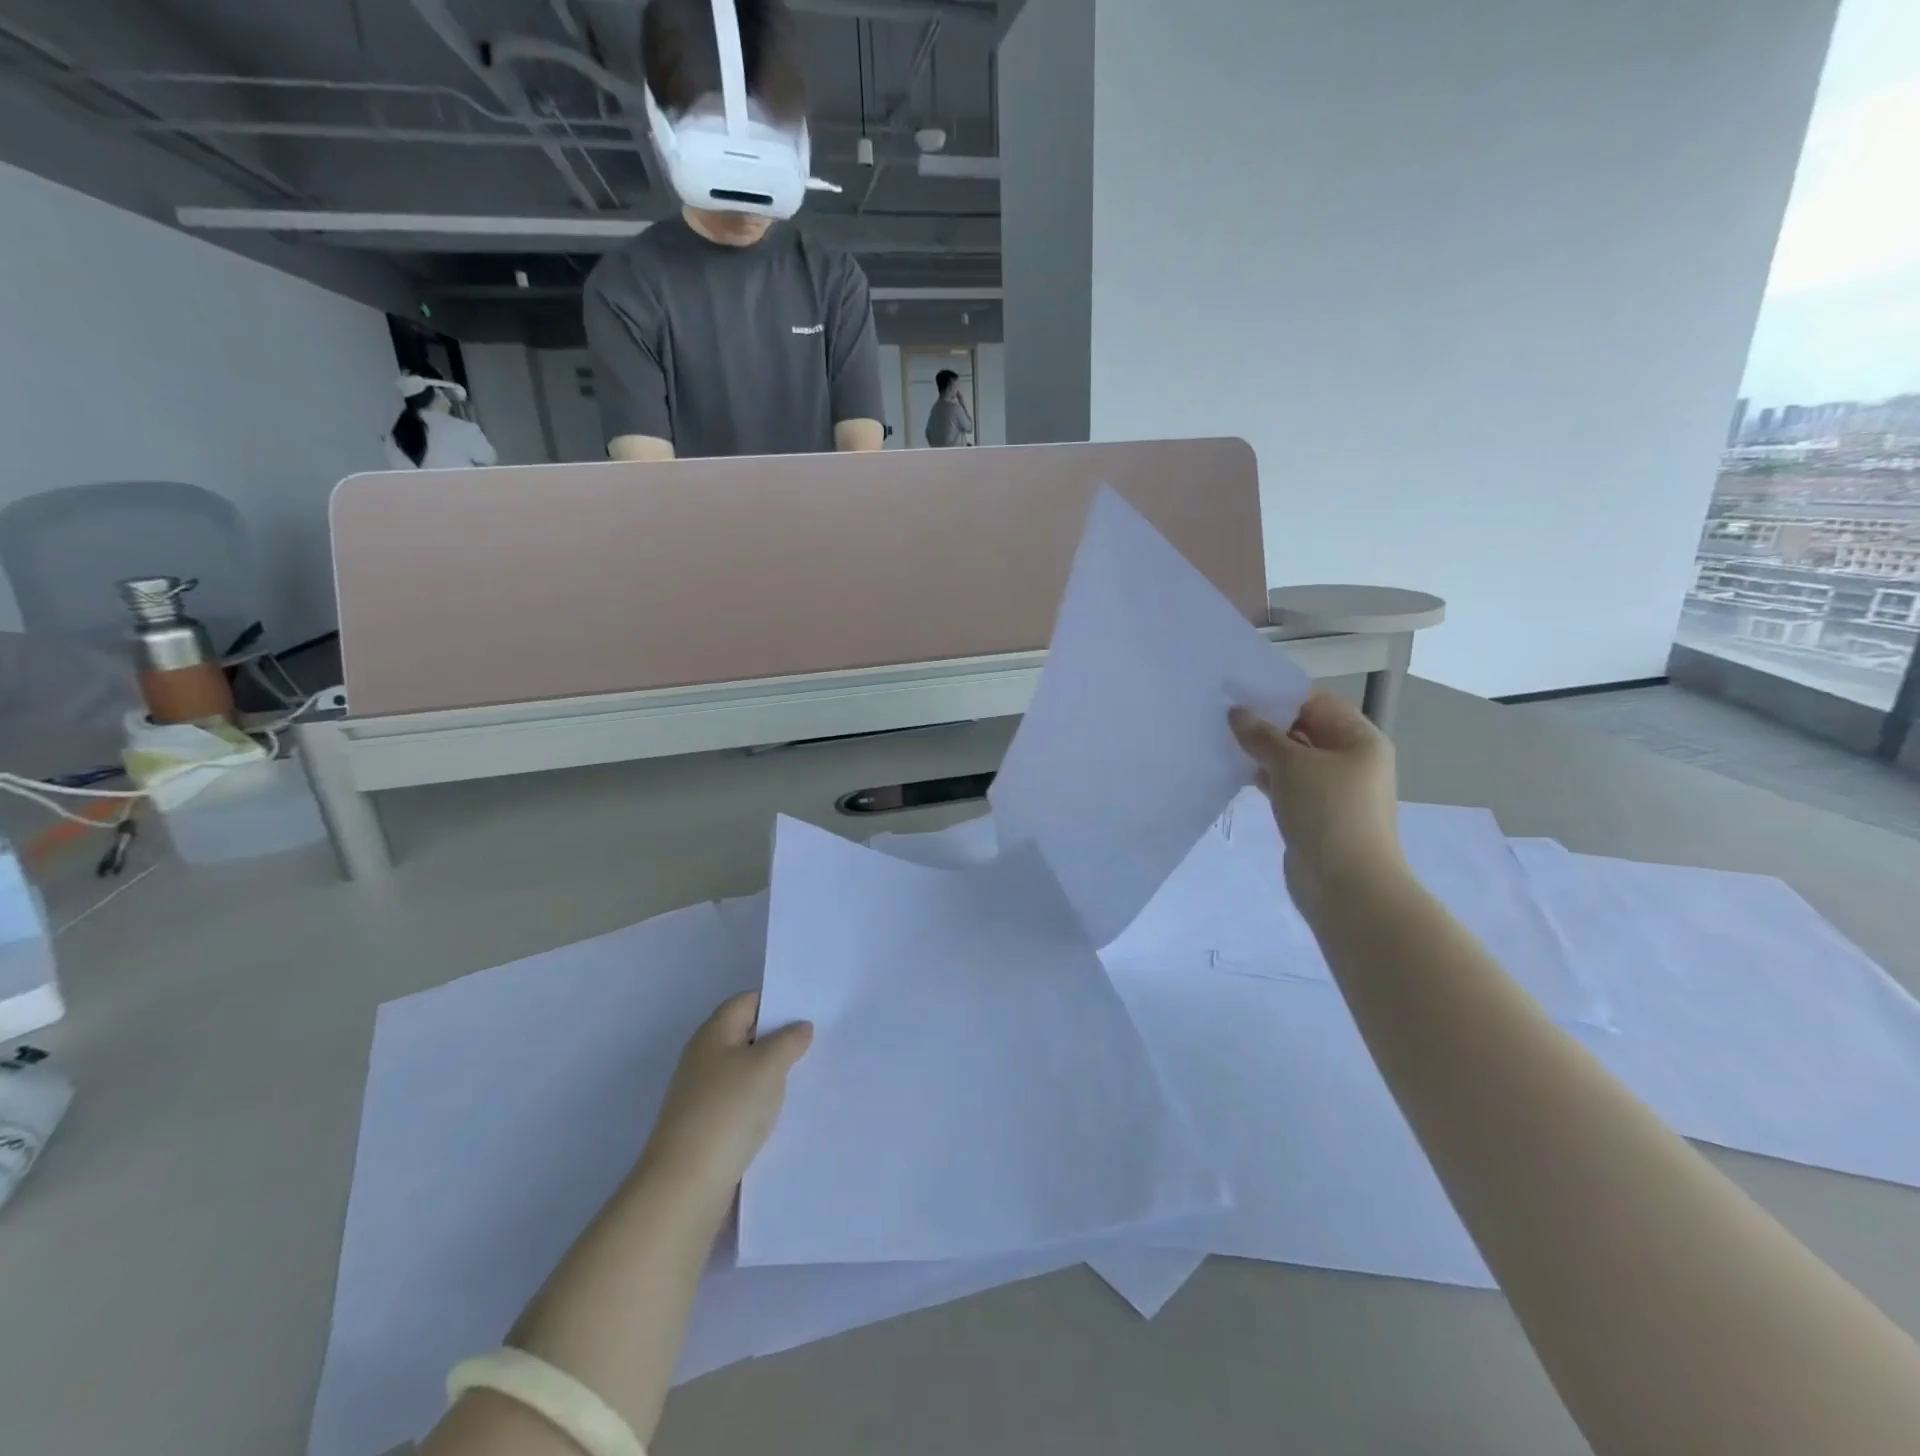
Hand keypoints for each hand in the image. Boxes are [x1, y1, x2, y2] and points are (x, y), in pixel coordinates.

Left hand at [636, 993, 812, 1213]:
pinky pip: (739, 1102)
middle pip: (745, 1035)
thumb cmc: (728, 1111)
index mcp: (714, 1033)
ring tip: (806, 1077)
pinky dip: (760, 1102)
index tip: (809, 1010)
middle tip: (815, 1042)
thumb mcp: (768, 1065)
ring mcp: (701, 1094)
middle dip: (778, 1038)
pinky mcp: (705, 1126)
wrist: (685, 1186)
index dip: (777, 1001)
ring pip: (744, 1070)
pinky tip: (781, 1113)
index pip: (747, 1001)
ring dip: (771, 1073)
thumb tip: (800, 1027)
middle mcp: (704, 1058)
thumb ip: (789, 1040)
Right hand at [1229, 694, 1406, 916]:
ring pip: (1293, 760)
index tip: (1239, 693)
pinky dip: (1264, 777)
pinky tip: (1235, 772)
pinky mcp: (1314, 813)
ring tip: (1221, 741)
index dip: (1279, 696)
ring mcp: (1333, 789)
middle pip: (1304, 729)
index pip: (1317, 702)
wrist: (1346, 884)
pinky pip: (1287, 785)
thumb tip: (1237, 713)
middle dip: (1266, 724)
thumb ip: (1261, 735)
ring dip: (1262, 752)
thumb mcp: (1291, 764)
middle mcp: (1351, 760)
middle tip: (1222, 716)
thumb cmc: (1327, 812)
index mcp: (1359, 739)